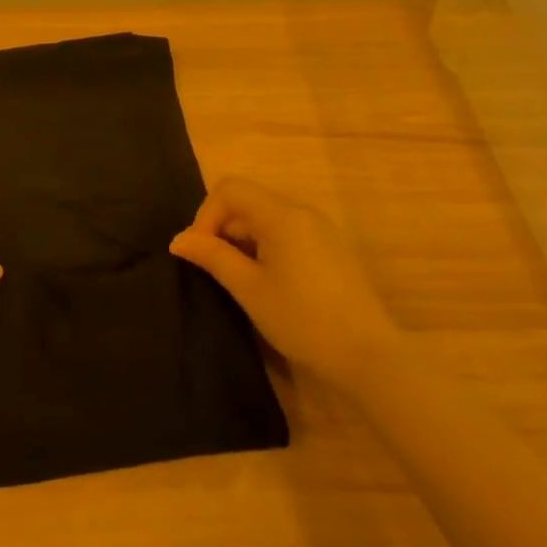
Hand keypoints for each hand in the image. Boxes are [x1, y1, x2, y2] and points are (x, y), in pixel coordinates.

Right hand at [169, 177, 397, 390]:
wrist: (367, 357)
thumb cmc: (302, 320)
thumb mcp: (249, 288)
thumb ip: (212, 256)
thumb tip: (178, 240)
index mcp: (282, 215)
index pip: (230, 189)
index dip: (206, 215)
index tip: (201, 253)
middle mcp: (303, 212)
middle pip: (248, 201)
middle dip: (221, 228)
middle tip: (213, 269)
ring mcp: (320, 230)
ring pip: (266, 218)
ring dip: (242, 240)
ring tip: (237, 279)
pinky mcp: (330, 250)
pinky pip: (286, 233)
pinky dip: (264, 247)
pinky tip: (265, 282)